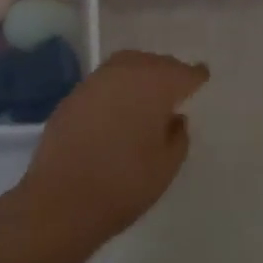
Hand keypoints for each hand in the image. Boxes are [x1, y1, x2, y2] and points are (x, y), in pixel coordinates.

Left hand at [5, 50, 209, 257]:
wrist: (61, 200)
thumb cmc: (124, 184)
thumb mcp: (166, 166)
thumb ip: (177, 137)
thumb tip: (174, 118)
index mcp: (153, 86)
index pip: (182, 73)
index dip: (195, 76)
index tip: (201, 77)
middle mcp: (123, 74)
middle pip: (152, 62)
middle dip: (167, 70)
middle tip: (177, 84)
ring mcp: (93, 83)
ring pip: (124, 65)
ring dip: (140, 73)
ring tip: (148, 93)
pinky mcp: (71, 97)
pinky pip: (103, 82)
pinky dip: (117, 87)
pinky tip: (119, 106)